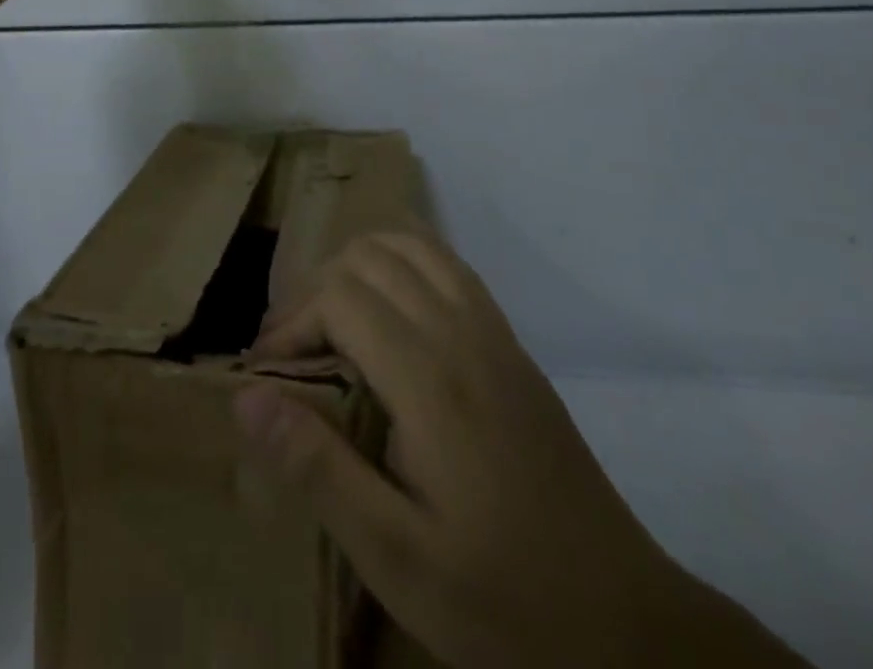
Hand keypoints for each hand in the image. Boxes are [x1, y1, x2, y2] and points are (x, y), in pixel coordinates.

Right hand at [236, 233, 808, 668]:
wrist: (626, 626)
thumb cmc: (500, 598)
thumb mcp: (395, 557)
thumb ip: (317, 467)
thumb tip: (246, 397)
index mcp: (429, 378)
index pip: (339, 296)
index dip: (291, 322)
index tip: (268, 372)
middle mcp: (461, 334)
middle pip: (368, 256)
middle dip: (316, 289)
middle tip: (294, 350)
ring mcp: (493, 332)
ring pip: (411, 245)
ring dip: (359, 265)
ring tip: (333, 320)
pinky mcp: (512, 345)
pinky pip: (448, 265)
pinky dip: (404, 261)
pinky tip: (390, 311)